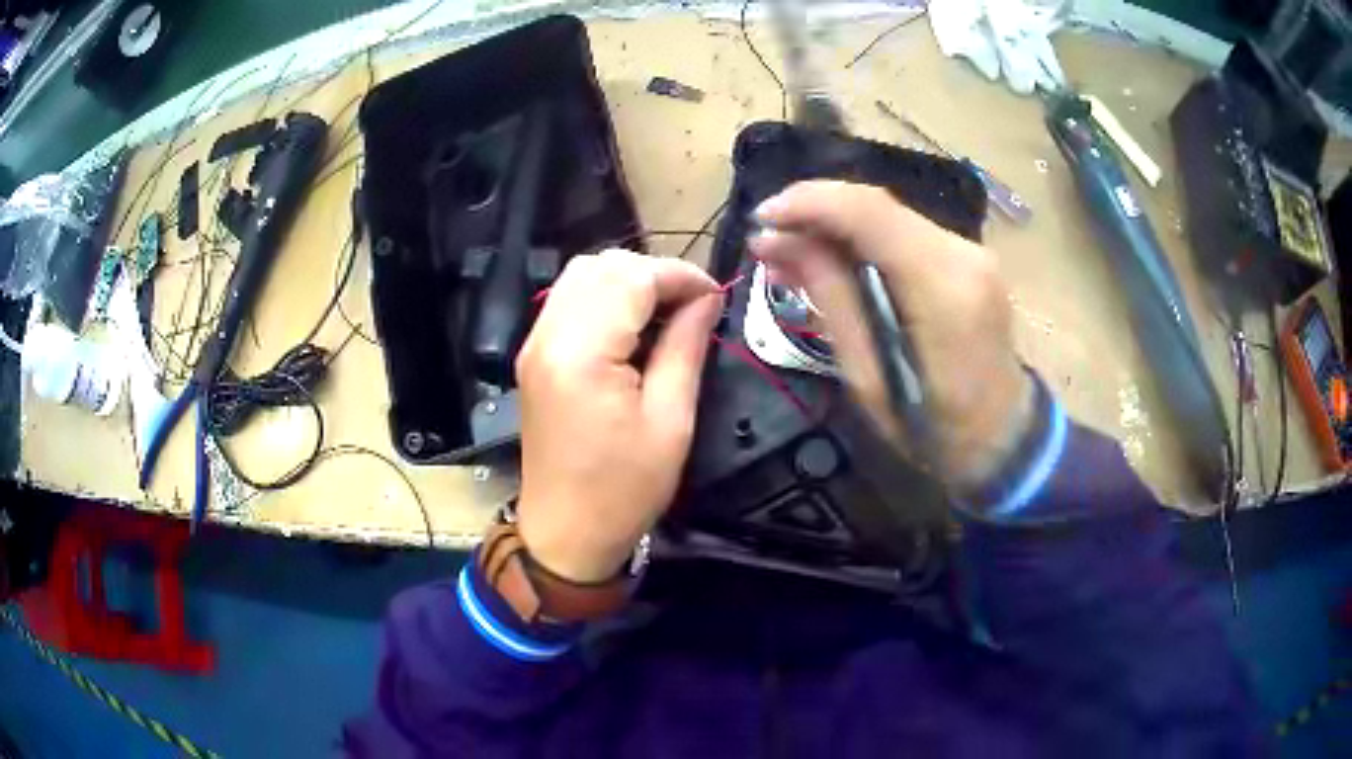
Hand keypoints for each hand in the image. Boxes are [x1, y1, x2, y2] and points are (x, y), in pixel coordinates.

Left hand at [515, 249, 723, 582]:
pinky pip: (569, 302)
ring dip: (628, 282)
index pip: (631, 277)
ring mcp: (534, 344)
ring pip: (581, 276)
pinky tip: (633, 328)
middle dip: (653, 273)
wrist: (565, 533)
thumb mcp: (670, 421)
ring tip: (666, 314)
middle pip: (601, 266)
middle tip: (692, 306)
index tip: (715, 296)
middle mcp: (548, 336)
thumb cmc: (623, 490)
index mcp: (582, 353)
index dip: (679, 275)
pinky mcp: (534, 356)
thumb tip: (706, 300)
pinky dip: (605, 299)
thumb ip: (685, 347)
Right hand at [750, 181, 1032, 488]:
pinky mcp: (968, 259)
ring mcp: (971, 253)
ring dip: (835, 226)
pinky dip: (862, 239)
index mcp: (942, 288)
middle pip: (877, 206)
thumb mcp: (869, 378)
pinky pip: (904, 233)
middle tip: (767, 242)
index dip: (809, 201)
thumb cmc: (933, 429)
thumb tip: (779, 242)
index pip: (870, 212)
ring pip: (889, 216)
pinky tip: (831, 260)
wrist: (1003, 439)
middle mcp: (963, 254)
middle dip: (815, 213)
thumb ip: (831, 298)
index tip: (761, 218)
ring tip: (788, 253)